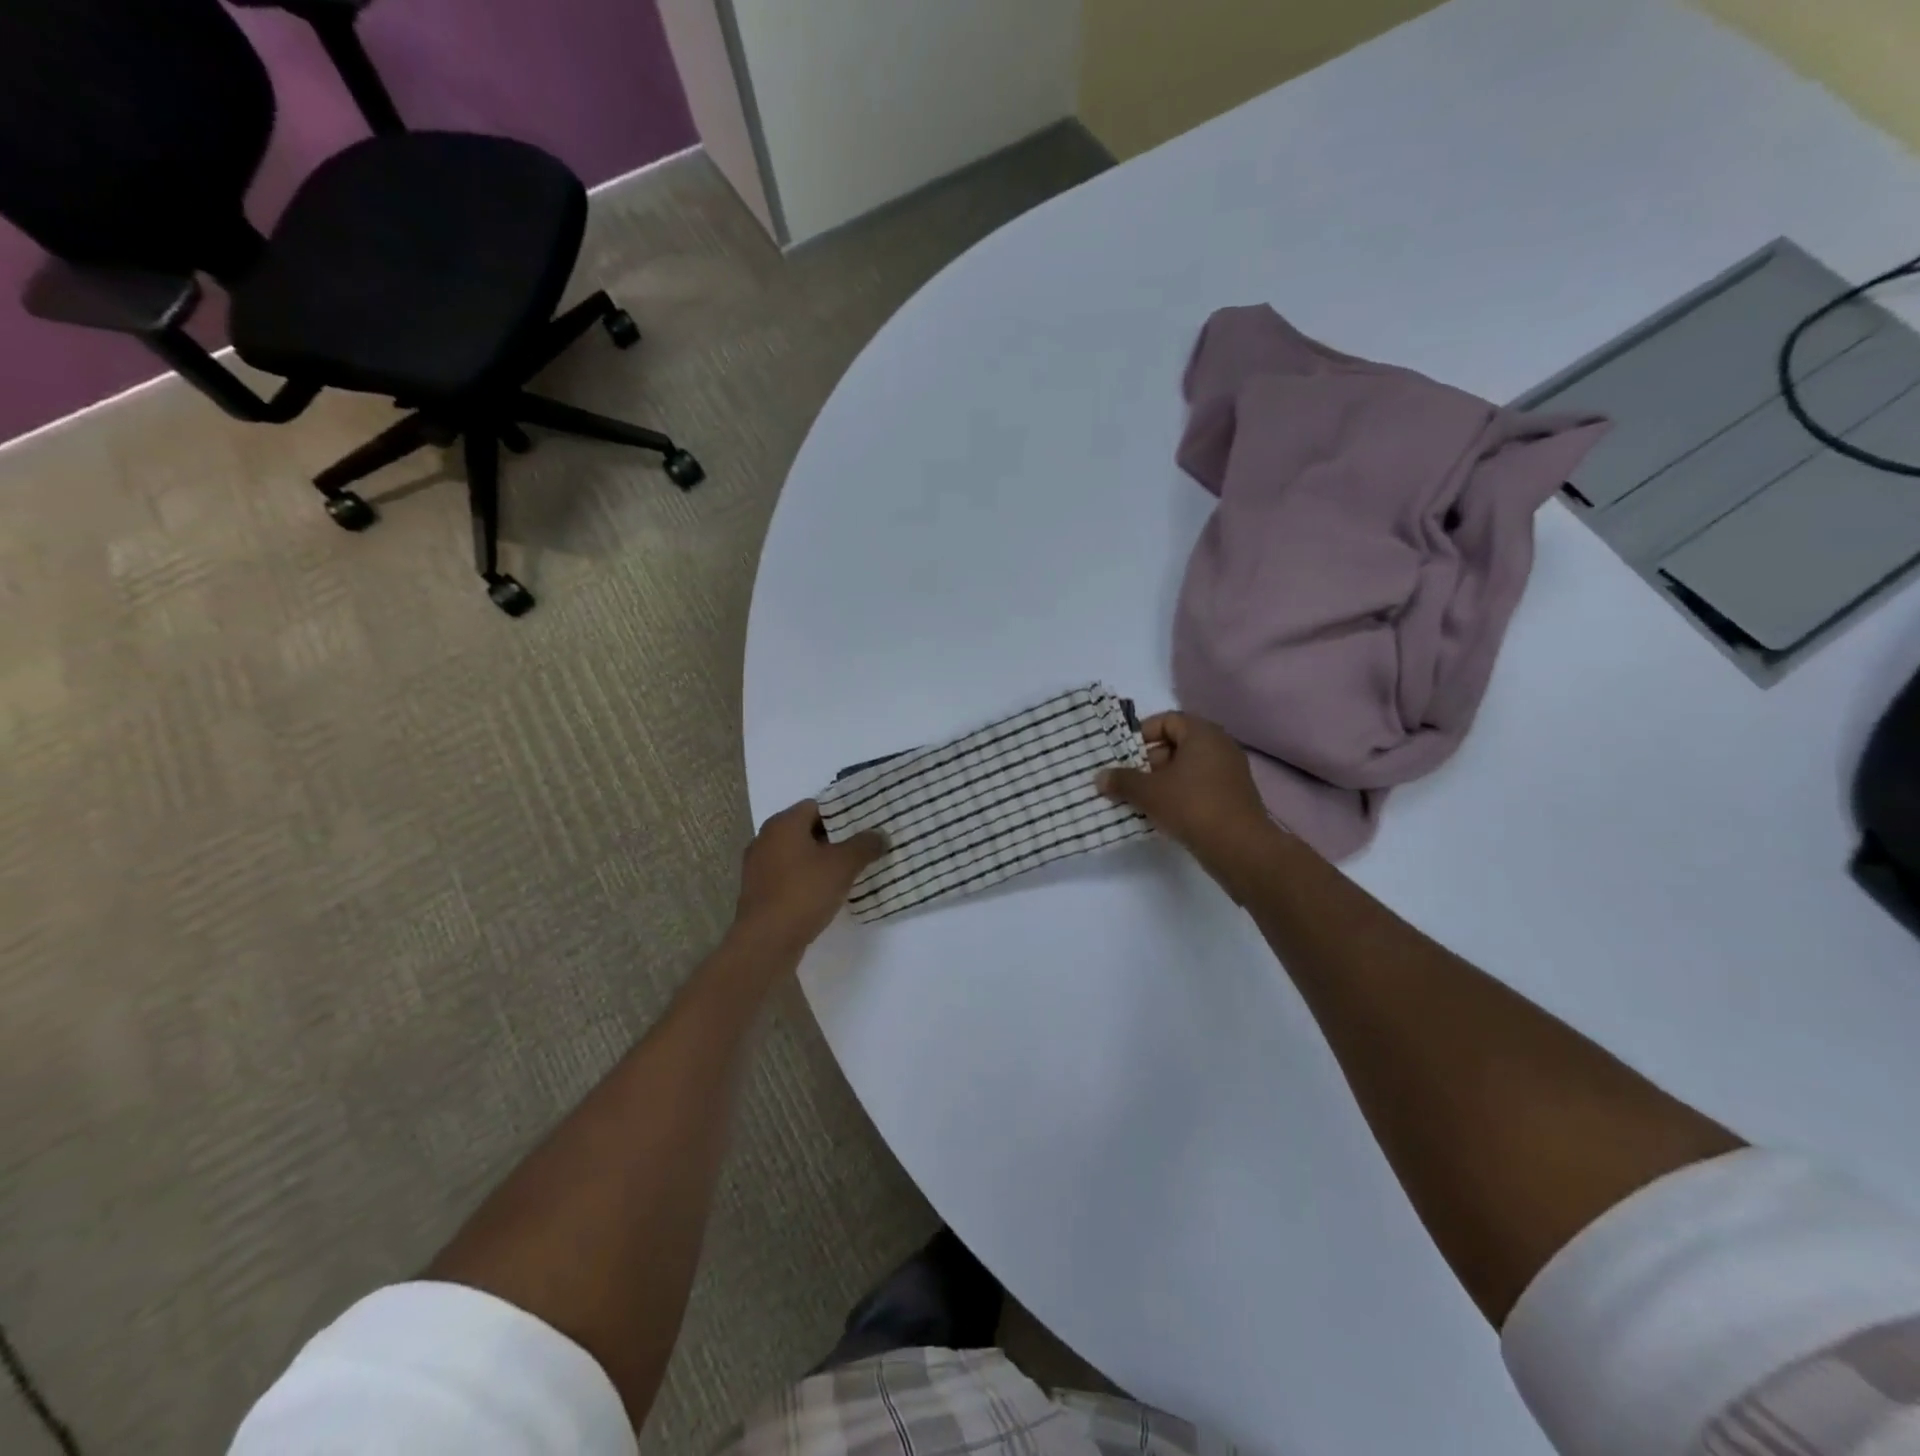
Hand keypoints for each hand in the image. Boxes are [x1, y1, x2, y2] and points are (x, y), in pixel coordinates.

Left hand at [733, 800, 886, 953]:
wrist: (765, 942)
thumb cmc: (804, 893)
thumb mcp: (843, 866)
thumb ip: (864, 845)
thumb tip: (880, 834)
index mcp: (783, 824)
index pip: (817, 805)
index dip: (842, 813)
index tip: (864, 824)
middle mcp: (766, 838)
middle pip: (806, 829)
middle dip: (834, 837)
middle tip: (862, 846)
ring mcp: (758, 866)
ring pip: (797, 854)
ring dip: (820, 859)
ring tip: (849, 870)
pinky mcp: (758, 891)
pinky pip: (789, 875)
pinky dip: (807, 878)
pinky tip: (826, 892)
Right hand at [1097, 712, 1277, 887]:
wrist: (1239, 848)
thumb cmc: (1192, 806)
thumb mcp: (1148, 792)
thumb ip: (1122, 780)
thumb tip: (1100, 777)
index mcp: (1203, 734)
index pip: (1167, 720)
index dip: (1142, 733)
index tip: (1124, 754)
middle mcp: (1220, 746)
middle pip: (1177, 743)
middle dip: (1149, 760)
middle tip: (1129, 779)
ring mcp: (1230, 772)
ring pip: (1187, 768)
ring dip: (1162, 780)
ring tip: (1141, 799)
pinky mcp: (1233, 797)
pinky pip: (1200, 786)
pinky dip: (1180, 794)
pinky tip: (1163, 814)